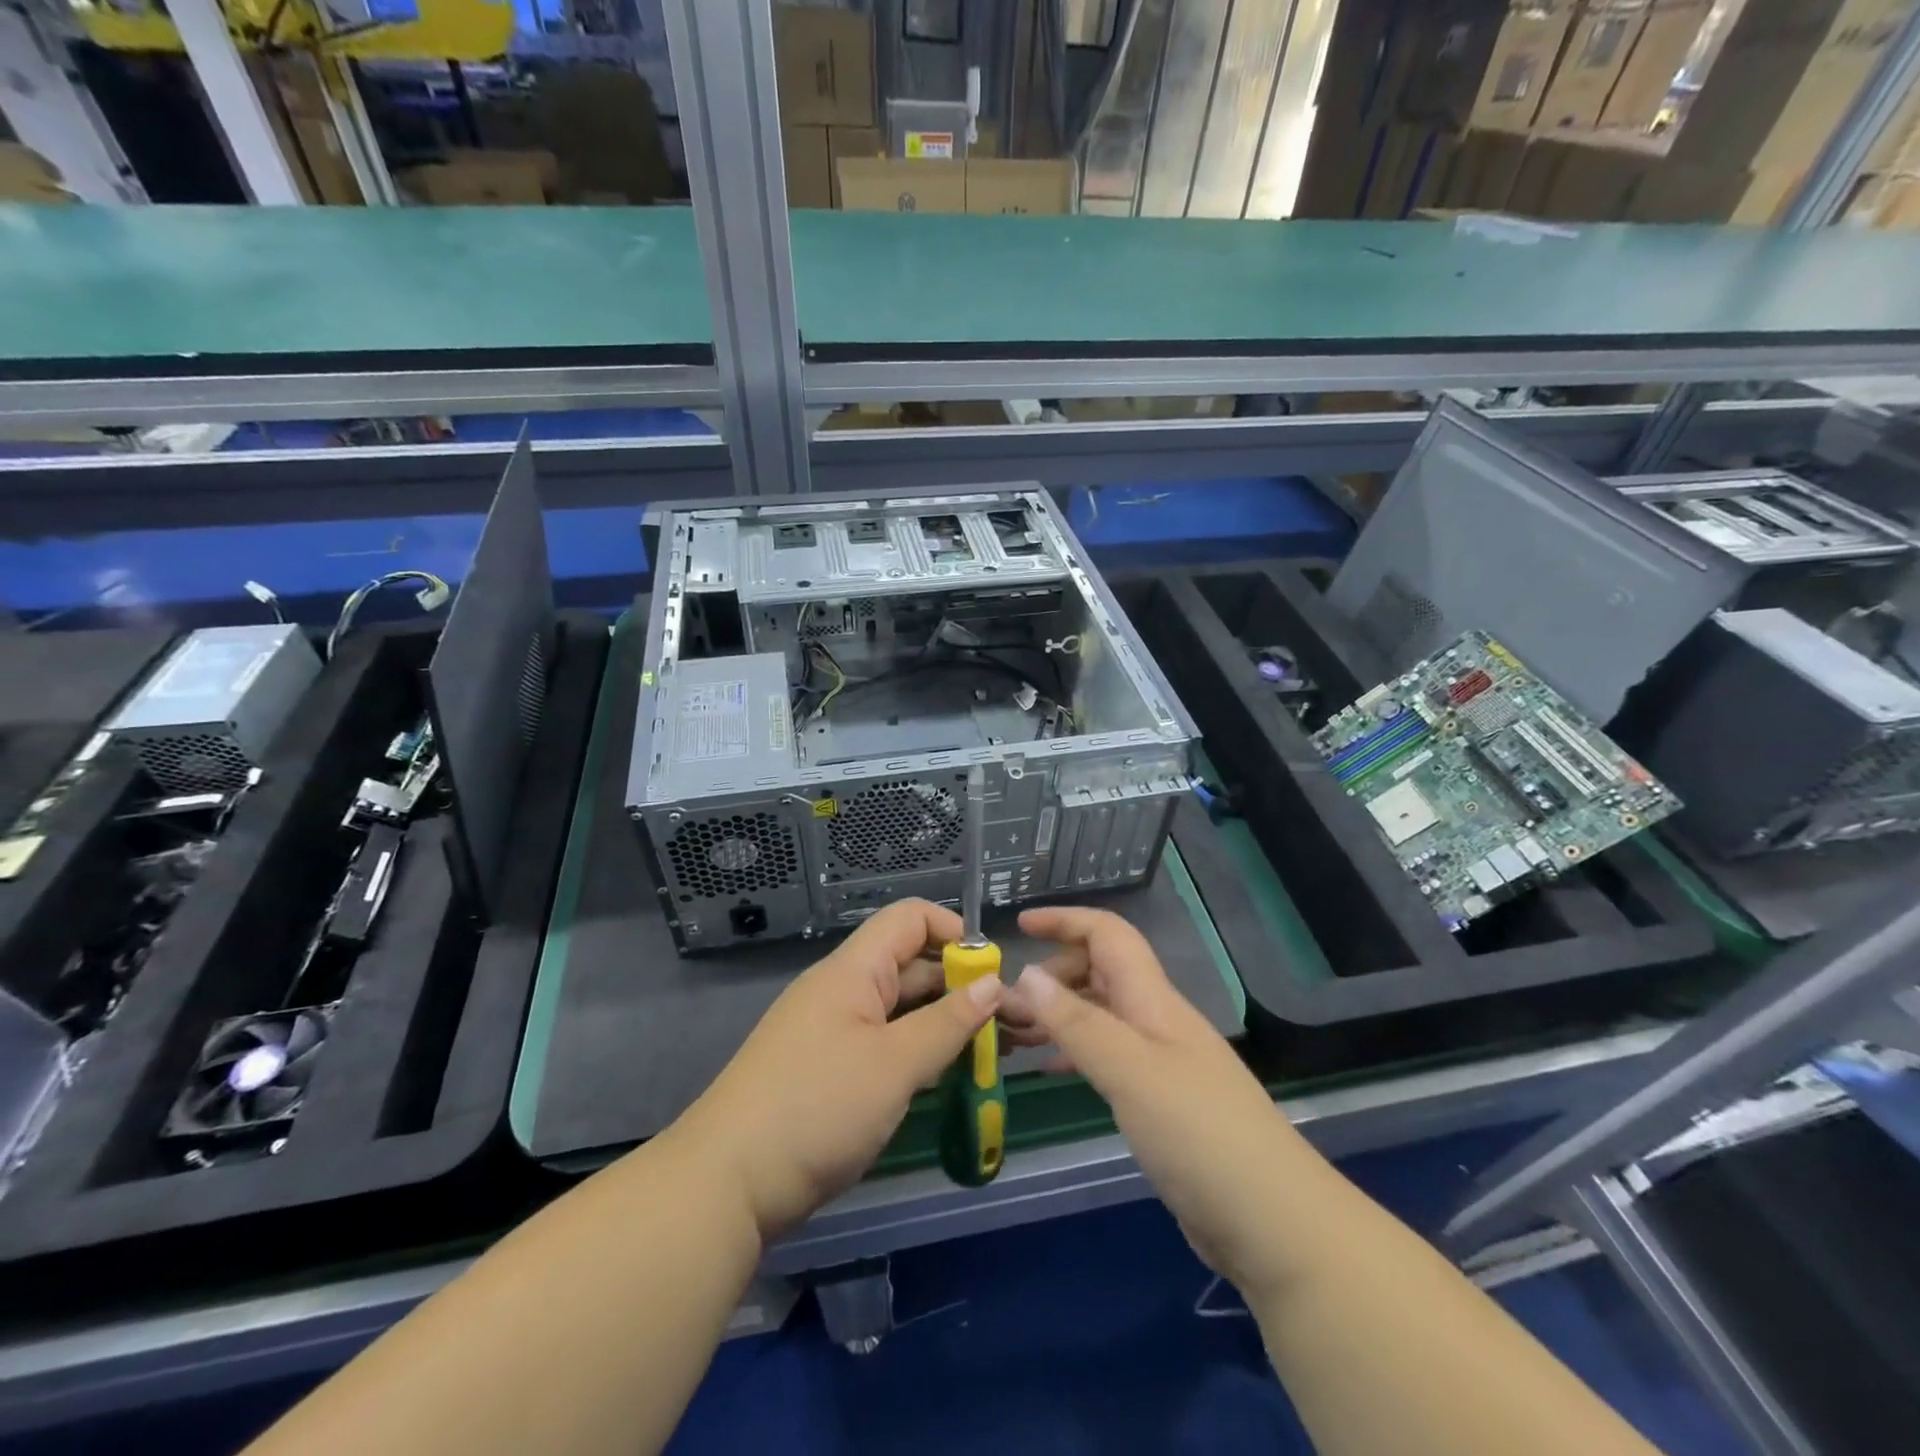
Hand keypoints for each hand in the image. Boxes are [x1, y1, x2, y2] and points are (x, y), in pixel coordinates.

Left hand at [669, 899, 1001, 1241]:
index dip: (954, 932)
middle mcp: (844, 991)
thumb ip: (948, 1023)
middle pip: (913, 968)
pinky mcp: (831, 1073)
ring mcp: (835, 1033)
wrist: (726, 1185)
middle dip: (965, 989)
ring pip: (903, 1013)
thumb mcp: (894, 1065)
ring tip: (998, 1055)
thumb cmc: (817, 1108)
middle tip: (1016, 1025)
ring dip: (948, 1028)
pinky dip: (921, 1056)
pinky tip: (954, 1080)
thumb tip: (992, 983)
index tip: (992, 972)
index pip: (910, 919)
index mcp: (853, 971)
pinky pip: (887, 1047)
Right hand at [999, 905, 1303, 1297]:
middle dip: (1051, 976)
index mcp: (1153, 999)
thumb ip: (1077, 1022)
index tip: (1019, 926)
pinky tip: (1048, 1070)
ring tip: (1012, 1035)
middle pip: (1099, 972)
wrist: (1272, 1221)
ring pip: (1100, 1016)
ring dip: (1057, 1015)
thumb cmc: (1198, 1134)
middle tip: (1004, 1006)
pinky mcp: (1160, 1101)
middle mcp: (1156, 1020)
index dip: (1065, 920)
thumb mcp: (1129, 1071)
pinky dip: (1073, 1052)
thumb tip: (1027, 974)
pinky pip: (1107, 1057)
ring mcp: (1161, 1061)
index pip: (1108, 935)